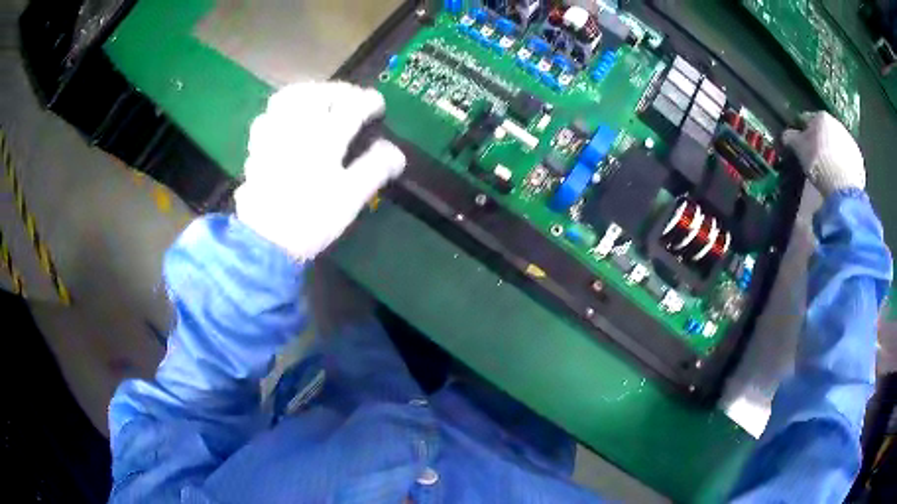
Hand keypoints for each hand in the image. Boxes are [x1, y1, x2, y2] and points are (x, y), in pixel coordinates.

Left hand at [234, 82, 405, 260]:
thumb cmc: (311, 219)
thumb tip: (396, 152)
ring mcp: (275, 134)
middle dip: (339, 90)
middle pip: (319, 93)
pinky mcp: (258, 146)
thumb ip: (375, 169)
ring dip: (308, 92)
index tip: (378, 106)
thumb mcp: (351, 197)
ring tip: (319, 100)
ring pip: (288, 97)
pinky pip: (267, 116)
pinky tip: (287, 119)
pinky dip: (281, 110)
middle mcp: (299, 128)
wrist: (266, 239)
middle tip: (351, 98)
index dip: (369, 101)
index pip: (352, 107)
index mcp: (325, 138)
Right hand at [782, 111, 864, 196]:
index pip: (806, 119)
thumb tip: (786, 135)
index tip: (798, 144)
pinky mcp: (859, 160)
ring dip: (833, 153)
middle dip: (820, 141)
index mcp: (821, 116)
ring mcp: (850, 141)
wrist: (843, 187)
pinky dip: (843, 166)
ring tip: (828, 170)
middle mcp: (837, 123)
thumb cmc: (819, 162)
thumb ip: (791, 139)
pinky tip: (838, 178)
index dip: (801, 131)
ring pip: (838, 145)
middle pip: (825, 131)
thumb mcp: (799, 150)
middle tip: (814, 158)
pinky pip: (848, 160)